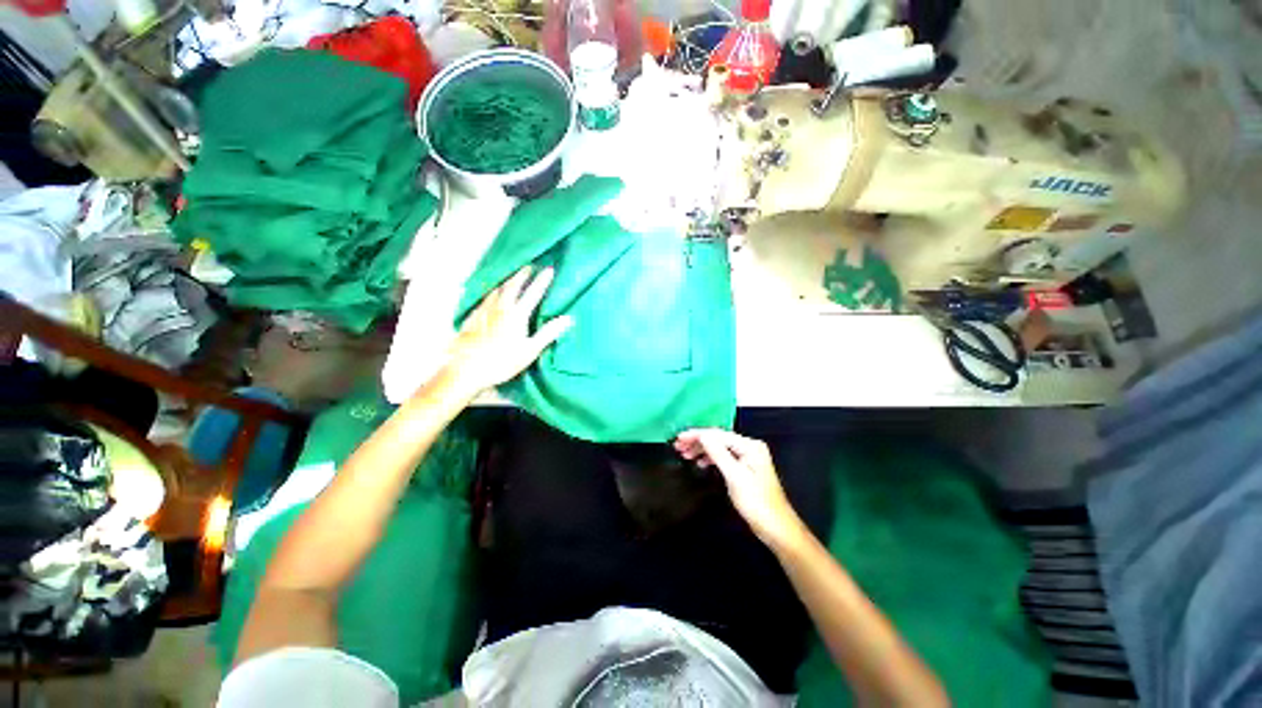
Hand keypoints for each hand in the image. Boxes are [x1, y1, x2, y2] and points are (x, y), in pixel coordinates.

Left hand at [443, 266, 572, 396]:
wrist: (466, 369)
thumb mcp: (530, 350)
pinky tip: (490, 296)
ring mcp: (484, 311)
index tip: (550, 269)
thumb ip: (549, 333)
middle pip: (512, 286)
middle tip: (529, 267)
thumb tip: (568, 318)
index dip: (542, 281)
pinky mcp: (472, 318)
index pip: (533, 293)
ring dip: (507, 281)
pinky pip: (484, 298)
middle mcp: (500, 308)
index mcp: (517, 314)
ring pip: (497, 290)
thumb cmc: (502, 361)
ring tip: (512, 277)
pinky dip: (492, 292)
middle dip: (522, 275)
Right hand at [674, 429, 807, 549]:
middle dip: (698, 441)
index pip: (718, 434)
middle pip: (718, 438)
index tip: (679, 438)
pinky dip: (710, 458)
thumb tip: (702, 435)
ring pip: (720, 447)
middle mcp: (749, 447)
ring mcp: (748, 457)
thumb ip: (718, 453)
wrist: (777, 528)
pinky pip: (724, 457)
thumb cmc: (756, 503)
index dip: (697, 435)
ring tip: (685, 454)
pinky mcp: (745, 468)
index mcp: (750, 446)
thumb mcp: (735, 477)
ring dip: (702, 449)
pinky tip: (700, 463)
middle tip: (678, 447)